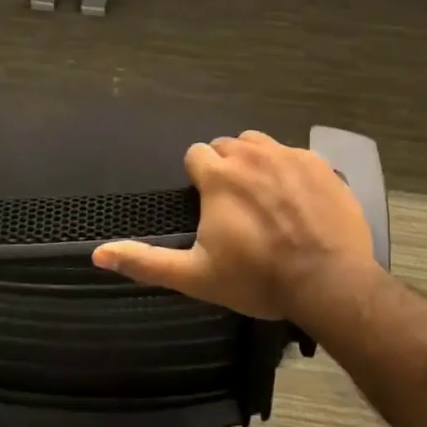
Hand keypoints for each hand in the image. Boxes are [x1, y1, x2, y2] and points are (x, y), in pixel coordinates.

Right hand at [93, 131, 378, 322]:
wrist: (329, 282)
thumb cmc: (258, 279)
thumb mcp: (196, 276)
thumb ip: (146, 262)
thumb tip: (97, 254)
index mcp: (219, 177)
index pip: (196, 154)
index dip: (198, 178)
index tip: (207, 203)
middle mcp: (252, 155)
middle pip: (228, 146)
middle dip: (226, 167)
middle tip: (235, 205)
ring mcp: (290, 156)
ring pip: (261, 143)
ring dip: (256, 161)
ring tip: (264, 196)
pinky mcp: (320, 164)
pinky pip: (295, 154)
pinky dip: (290, 170)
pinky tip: (298, 200)